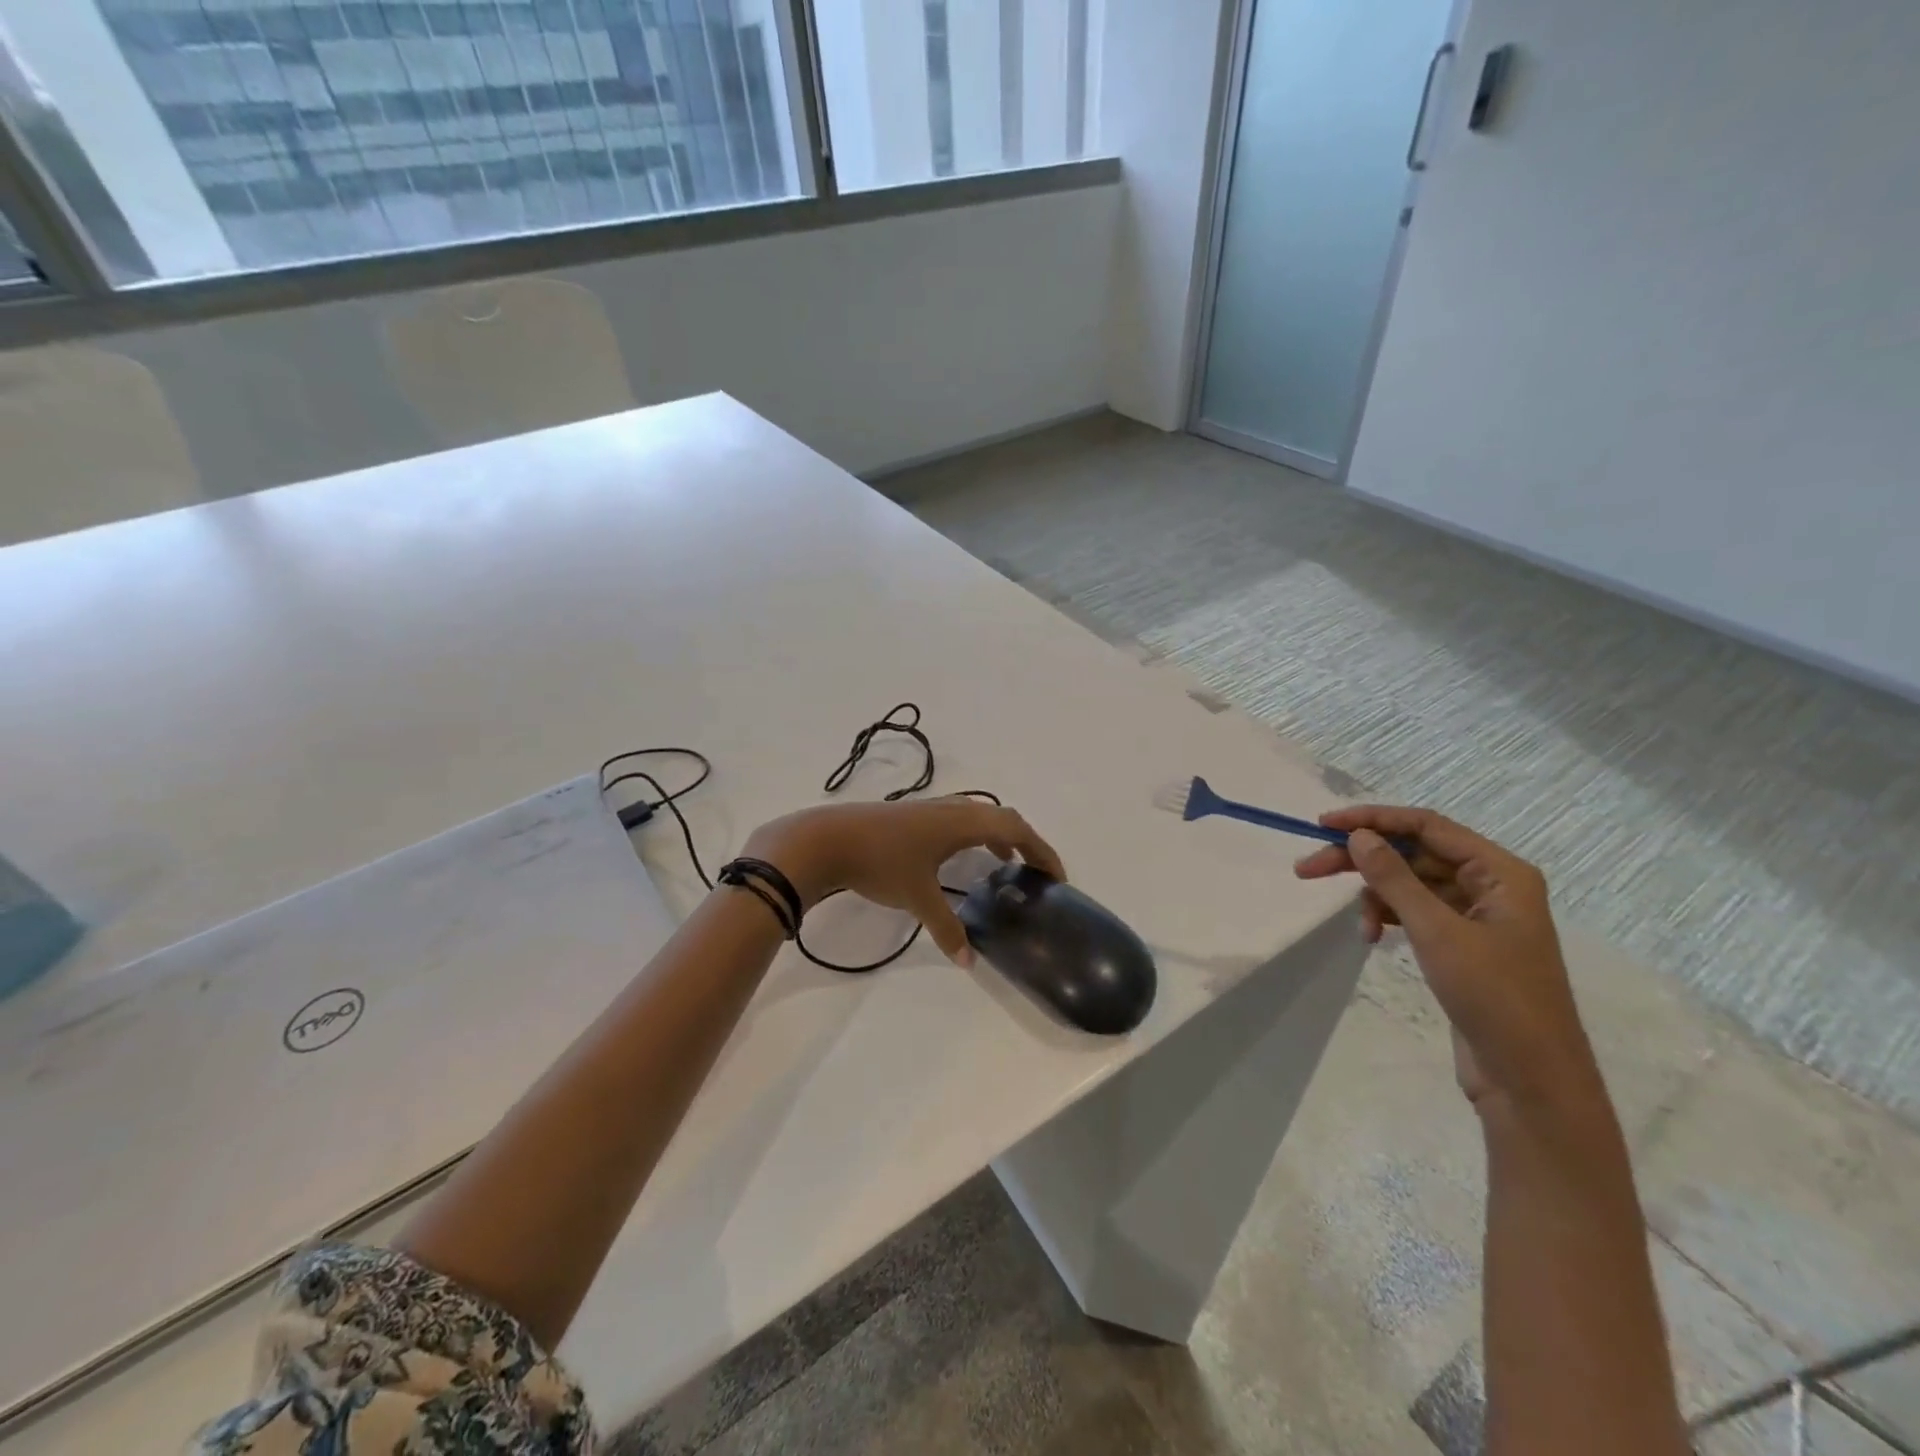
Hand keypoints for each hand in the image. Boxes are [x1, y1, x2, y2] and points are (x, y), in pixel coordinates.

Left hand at [742, 797, 1065, 965]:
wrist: (826, 839)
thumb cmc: (880, 862)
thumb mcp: (917, 898)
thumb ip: (946, 929)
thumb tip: (968, 962)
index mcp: (962, 822)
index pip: (1016, 829)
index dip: (1041, 850)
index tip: (1056, 877)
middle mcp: (952, 809)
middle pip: (1002, 817)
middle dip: (1025, 842)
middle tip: (1037, 871)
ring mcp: (931, 809)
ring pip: (979, 816)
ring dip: (999, 836)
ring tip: (1006, 864)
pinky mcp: (913, 816)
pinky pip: (959, 820)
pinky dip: (975, 836)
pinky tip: (960, 859)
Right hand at [1294, 806, 1598, 1109]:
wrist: (1532, 1081)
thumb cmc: (1494, 997)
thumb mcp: (1437, 931)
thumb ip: (1394, 878)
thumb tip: (1358, 835)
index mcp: (1501, 872)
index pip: (1427, 825)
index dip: (1373, 819)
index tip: (1324, 825)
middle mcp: (1491, 885)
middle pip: (1414, 853)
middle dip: (1363, 860)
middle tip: (1308, 869)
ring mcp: (1477, 916)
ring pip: (1410, 884)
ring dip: (1376, 896)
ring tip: (1358, 926)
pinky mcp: (1462, 944)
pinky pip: (1415, 912)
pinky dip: (1389, 918)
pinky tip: (1372, 937)